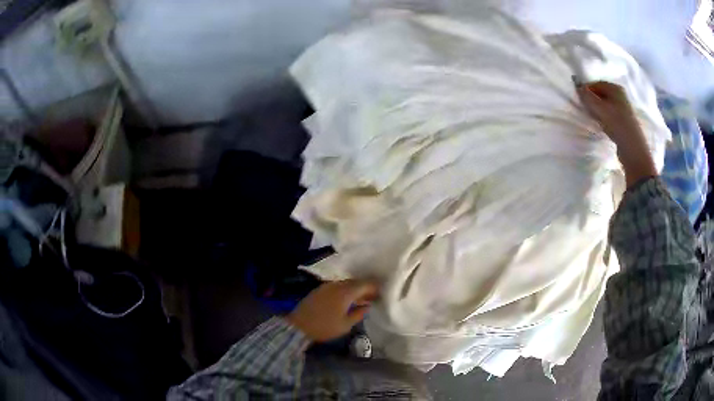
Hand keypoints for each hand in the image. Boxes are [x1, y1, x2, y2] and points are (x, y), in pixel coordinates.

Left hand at [286, 280, 378, 341]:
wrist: (298, 326)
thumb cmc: (325, 327)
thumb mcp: (345, 325)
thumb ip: (359, 314)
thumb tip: (367, 306)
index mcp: (345, 292)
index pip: (364, 284)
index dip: (374, 287)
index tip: (381, 293)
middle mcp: (336, 285)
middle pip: (355, 282)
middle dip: (365, 287)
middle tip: (373, 296)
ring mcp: (326, 286)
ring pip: (345, 284)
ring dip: (355, 289)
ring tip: (362, 299)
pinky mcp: (319, 290)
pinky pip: (337, 286)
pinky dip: (345, 290)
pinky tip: (347, 299)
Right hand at [576, 81, 656, 186]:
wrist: (633, 150)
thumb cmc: (618, 126)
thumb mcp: (601, 109)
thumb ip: (588, 97)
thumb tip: (577, 85)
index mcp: (616, 89)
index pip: (596, 84)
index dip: (586, 90)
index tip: (579, 100)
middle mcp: (620, 96)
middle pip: (600, 94)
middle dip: (591, 101)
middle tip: (585, 110)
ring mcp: (623, 109)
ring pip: (604, 105)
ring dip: (596, 110)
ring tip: (593, 119)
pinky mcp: (623, 121)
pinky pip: (609, 115)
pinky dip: (603, 118)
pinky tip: (601, 126)